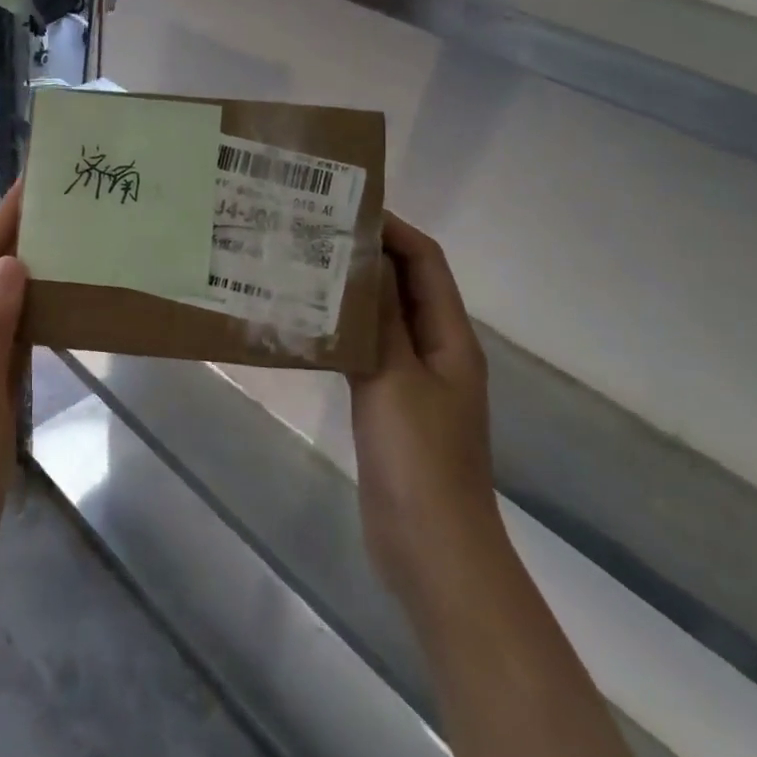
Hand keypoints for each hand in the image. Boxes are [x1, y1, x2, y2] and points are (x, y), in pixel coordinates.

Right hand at [346, 213, 497, 626]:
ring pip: (384, 321)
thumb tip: (365, 259)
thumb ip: (380, 319)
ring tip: (305, 270)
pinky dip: (344, 334)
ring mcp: (414, 382)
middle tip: (315, 235)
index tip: (346, 208)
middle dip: (368, 256)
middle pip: (406, 287)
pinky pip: (368, 355)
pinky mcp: (391, 408)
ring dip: (352, 294)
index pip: (426, 262)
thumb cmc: (419, 459)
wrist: (431, 548)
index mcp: (451, 338)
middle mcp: (437, 351)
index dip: (393, 229)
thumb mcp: (395, 379)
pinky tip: (308, 329)